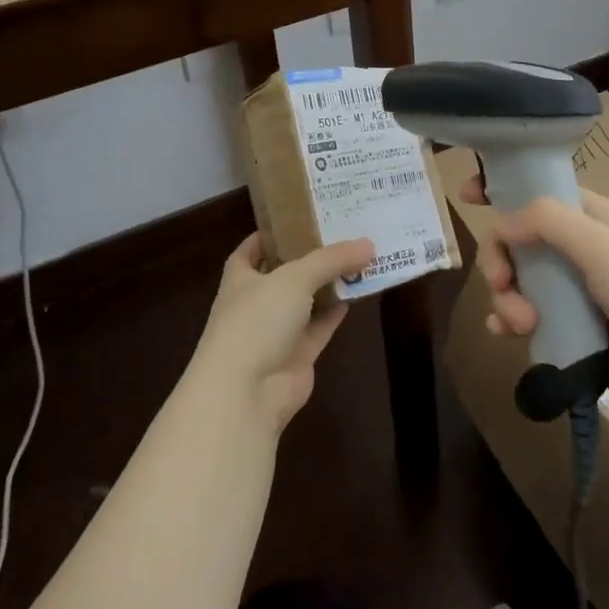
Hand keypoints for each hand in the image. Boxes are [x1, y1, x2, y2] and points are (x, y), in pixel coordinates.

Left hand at [191, 233, 373, 429]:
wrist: (246, 392)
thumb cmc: (256, 321)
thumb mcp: (294, 277)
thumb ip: (331, 259)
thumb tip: (368, 244)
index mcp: (240, 278)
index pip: (252, 249)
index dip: (272, 233)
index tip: (301, 217)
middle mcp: (257, 302)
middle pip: (286, 272)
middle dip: (311, 255)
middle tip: (343, 231)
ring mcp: (277, 331)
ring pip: (307, 300)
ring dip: (330, 282)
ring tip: (361, 256)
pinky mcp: (298, 355)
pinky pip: (321, 325)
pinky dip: (338, 310)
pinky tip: (360, 291)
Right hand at [463, 177, 608, 418]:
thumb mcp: (602, 244)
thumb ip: (548, 222)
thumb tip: (501, 223)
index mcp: (591, 220)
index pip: (539, 192)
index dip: (503, 189)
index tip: (467, 193)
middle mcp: (579, 252)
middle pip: (517, 242)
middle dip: (501, 260)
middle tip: (503, 282)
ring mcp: (574, 294)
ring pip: (518, 284)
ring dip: (507, 299)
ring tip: (522, 323)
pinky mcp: (571, 333)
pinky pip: (526, 321)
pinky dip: (510, 323)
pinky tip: (507, 334)